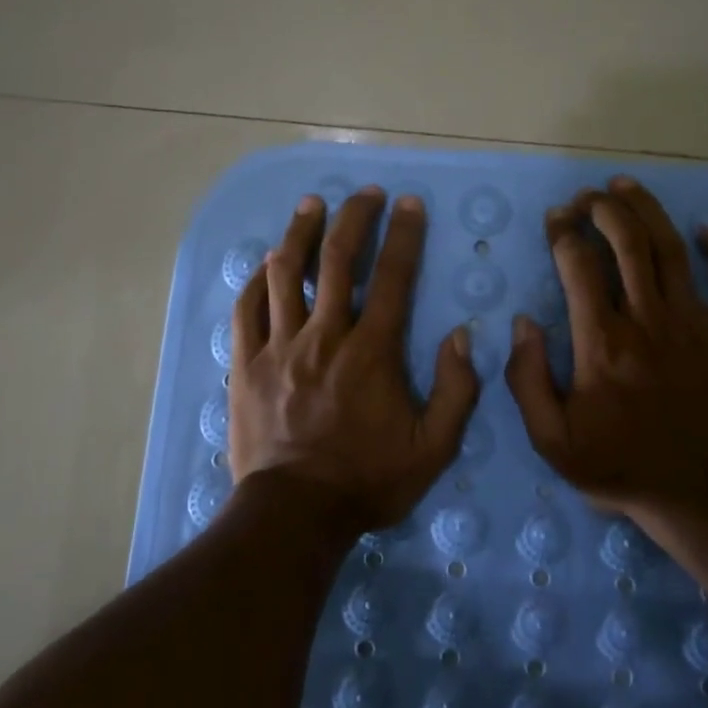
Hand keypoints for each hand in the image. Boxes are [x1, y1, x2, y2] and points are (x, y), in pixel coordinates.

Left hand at [229, 187, 480, 532]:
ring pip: (286, 273)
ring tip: (312, 205)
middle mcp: (325, 335)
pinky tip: (266, 263)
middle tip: (364, 193)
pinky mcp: (246, 364)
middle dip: (355, 217)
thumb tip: (462, 336)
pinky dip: (257, 280)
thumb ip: (457, 390)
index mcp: (372, 351)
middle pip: (339, 259)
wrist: (295, 514)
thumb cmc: (367, 480)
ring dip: (301, 233)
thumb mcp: (433, 447)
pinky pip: (247, 309)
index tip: (409, 204)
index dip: (404, 235)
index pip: (394, 277)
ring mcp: (279, 346)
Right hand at [505, 175, 707, 522]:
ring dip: (647, 210)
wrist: (701, 495)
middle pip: (627, 242)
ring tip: (626, 186)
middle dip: (602, 208)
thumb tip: (524, 321)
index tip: (555, 218)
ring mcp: (695, 324)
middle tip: (587, 196)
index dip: (563, 232)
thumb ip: (527, 379)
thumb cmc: (620, 466)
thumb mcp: (551, 439)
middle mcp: (648, 320)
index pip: (578, 265)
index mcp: (602, 342)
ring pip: (672, 249)